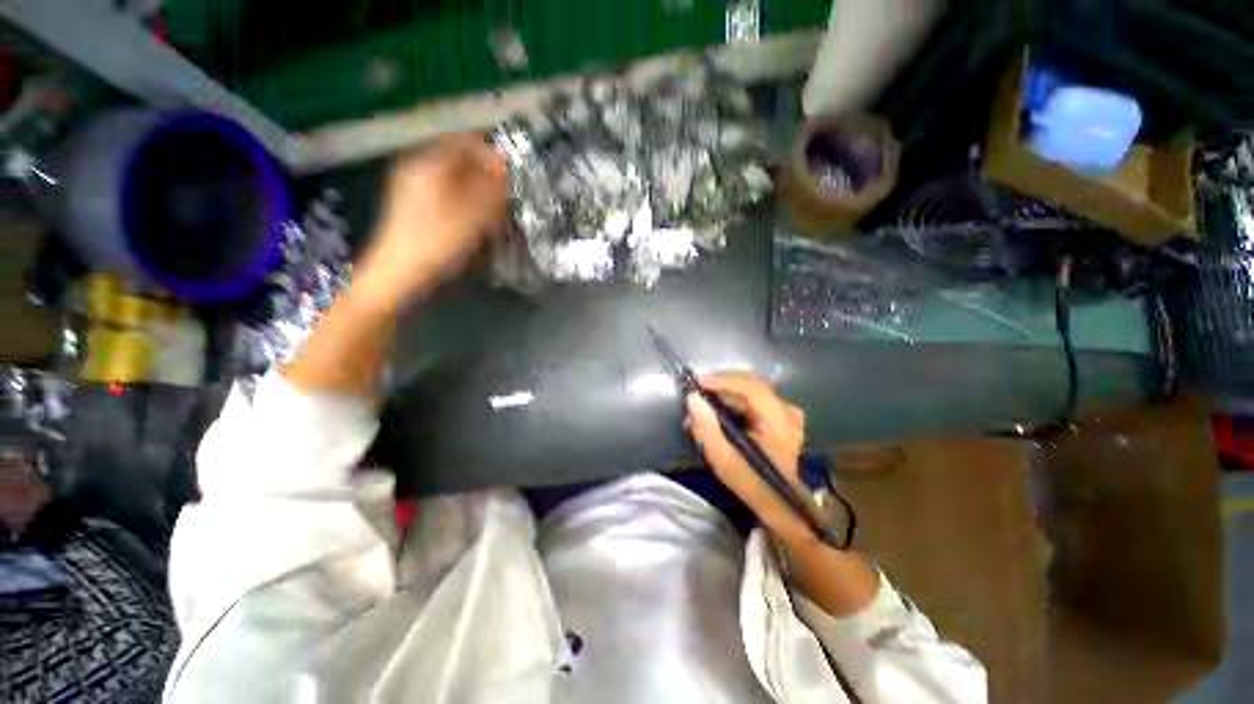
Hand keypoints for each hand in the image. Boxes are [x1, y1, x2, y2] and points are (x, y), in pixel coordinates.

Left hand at [356, 133, 509, 305]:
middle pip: (461, 163)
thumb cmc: (437, 243)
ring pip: (458, 183)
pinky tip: (479, 227)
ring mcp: (415, 191)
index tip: (512, 173)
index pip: (465, 141)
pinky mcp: (417, 211)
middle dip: (488, 178)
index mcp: (429, 163)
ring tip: (497, 217)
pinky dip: (468, 208)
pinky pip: (450, 199)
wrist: (400, 277)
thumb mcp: (472, 214)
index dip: (491, 153)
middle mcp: (419, 170)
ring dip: (481, 196)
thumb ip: (492, 186)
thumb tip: (506, 160)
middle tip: (508, 199)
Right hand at [685, 373, 811, 540]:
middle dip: (720, 387)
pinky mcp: (782, 416)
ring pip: (750, 391)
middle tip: (696, 396)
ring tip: (702, 407)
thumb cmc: (752, 483)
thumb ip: (707, 429)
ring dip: (725, 395)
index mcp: (779, 422)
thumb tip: (693, 399)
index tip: (697, 382)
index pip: (751, 388)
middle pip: (750, 386)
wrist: (779, 503)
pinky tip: (717, 411)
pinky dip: (734, 402)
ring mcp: (787, 413)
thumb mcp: (724, 461)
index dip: (723, 381)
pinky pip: (754, 399)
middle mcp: (787, 411)